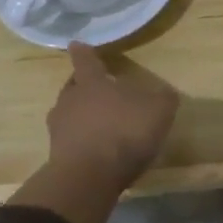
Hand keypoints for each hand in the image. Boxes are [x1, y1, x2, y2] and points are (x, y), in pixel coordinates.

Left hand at [45, 43, 178, 193]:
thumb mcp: (158, 110)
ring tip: (100, 123)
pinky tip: (98, 149)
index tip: (76, 44)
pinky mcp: (57, 156)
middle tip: (97, 89)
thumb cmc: (123, 132)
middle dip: (84, 86)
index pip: (86, 61)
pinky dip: (82, 140)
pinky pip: (71, 140)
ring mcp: (59, 129)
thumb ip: (163, 98)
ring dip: (82, 116)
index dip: (84, 52)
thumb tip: (165, 93)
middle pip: (74, 87)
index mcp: (92, 83)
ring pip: (69, 114)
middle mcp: (70, 101)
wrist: (89, 178)